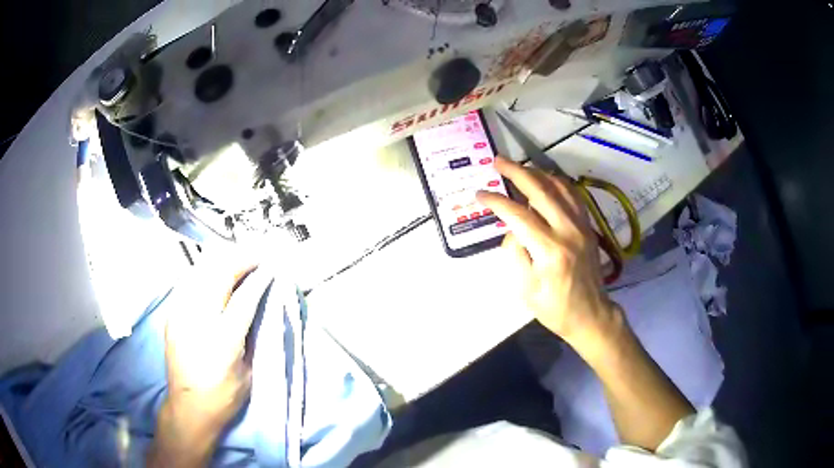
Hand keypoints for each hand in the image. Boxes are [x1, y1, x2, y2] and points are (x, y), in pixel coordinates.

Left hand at [149, 258, 268, 466]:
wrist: (189, 408)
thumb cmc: (224, 396)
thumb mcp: (249, 372)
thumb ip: (254, 337)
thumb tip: (261, 307)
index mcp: (223, 340)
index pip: (244, 298)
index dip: (259, 279)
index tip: (271, 267)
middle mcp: (199, 321)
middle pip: (219, 276)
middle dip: (240, 261)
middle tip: (256, 257)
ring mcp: (180, 315)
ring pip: (201, 273)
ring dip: (221, 262)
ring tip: (237, 259)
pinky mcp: (171, 316)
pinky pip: (187, 282)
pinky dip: (203, 273)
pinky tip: (212, 273)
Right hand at [476, 157, 618, 345]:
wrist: (590, 314)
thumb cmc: (554, 307)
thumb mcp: (525, 288)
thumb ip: (515, 253)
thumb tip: (512, 228)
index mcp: (549, 250)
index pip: (518, 215)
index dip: (497, 201)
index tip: (480, 193)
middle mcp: (568, 231)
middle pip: (540, 190)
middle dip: (516, 172)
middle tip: (498, 161)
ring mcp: (581, 226)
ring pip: (559, 187)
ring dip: (537, 173)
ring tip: (519, 167)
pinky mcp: (588, 226)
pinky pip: (573, 195)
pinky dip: (557, 183)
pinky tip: (546, 180)